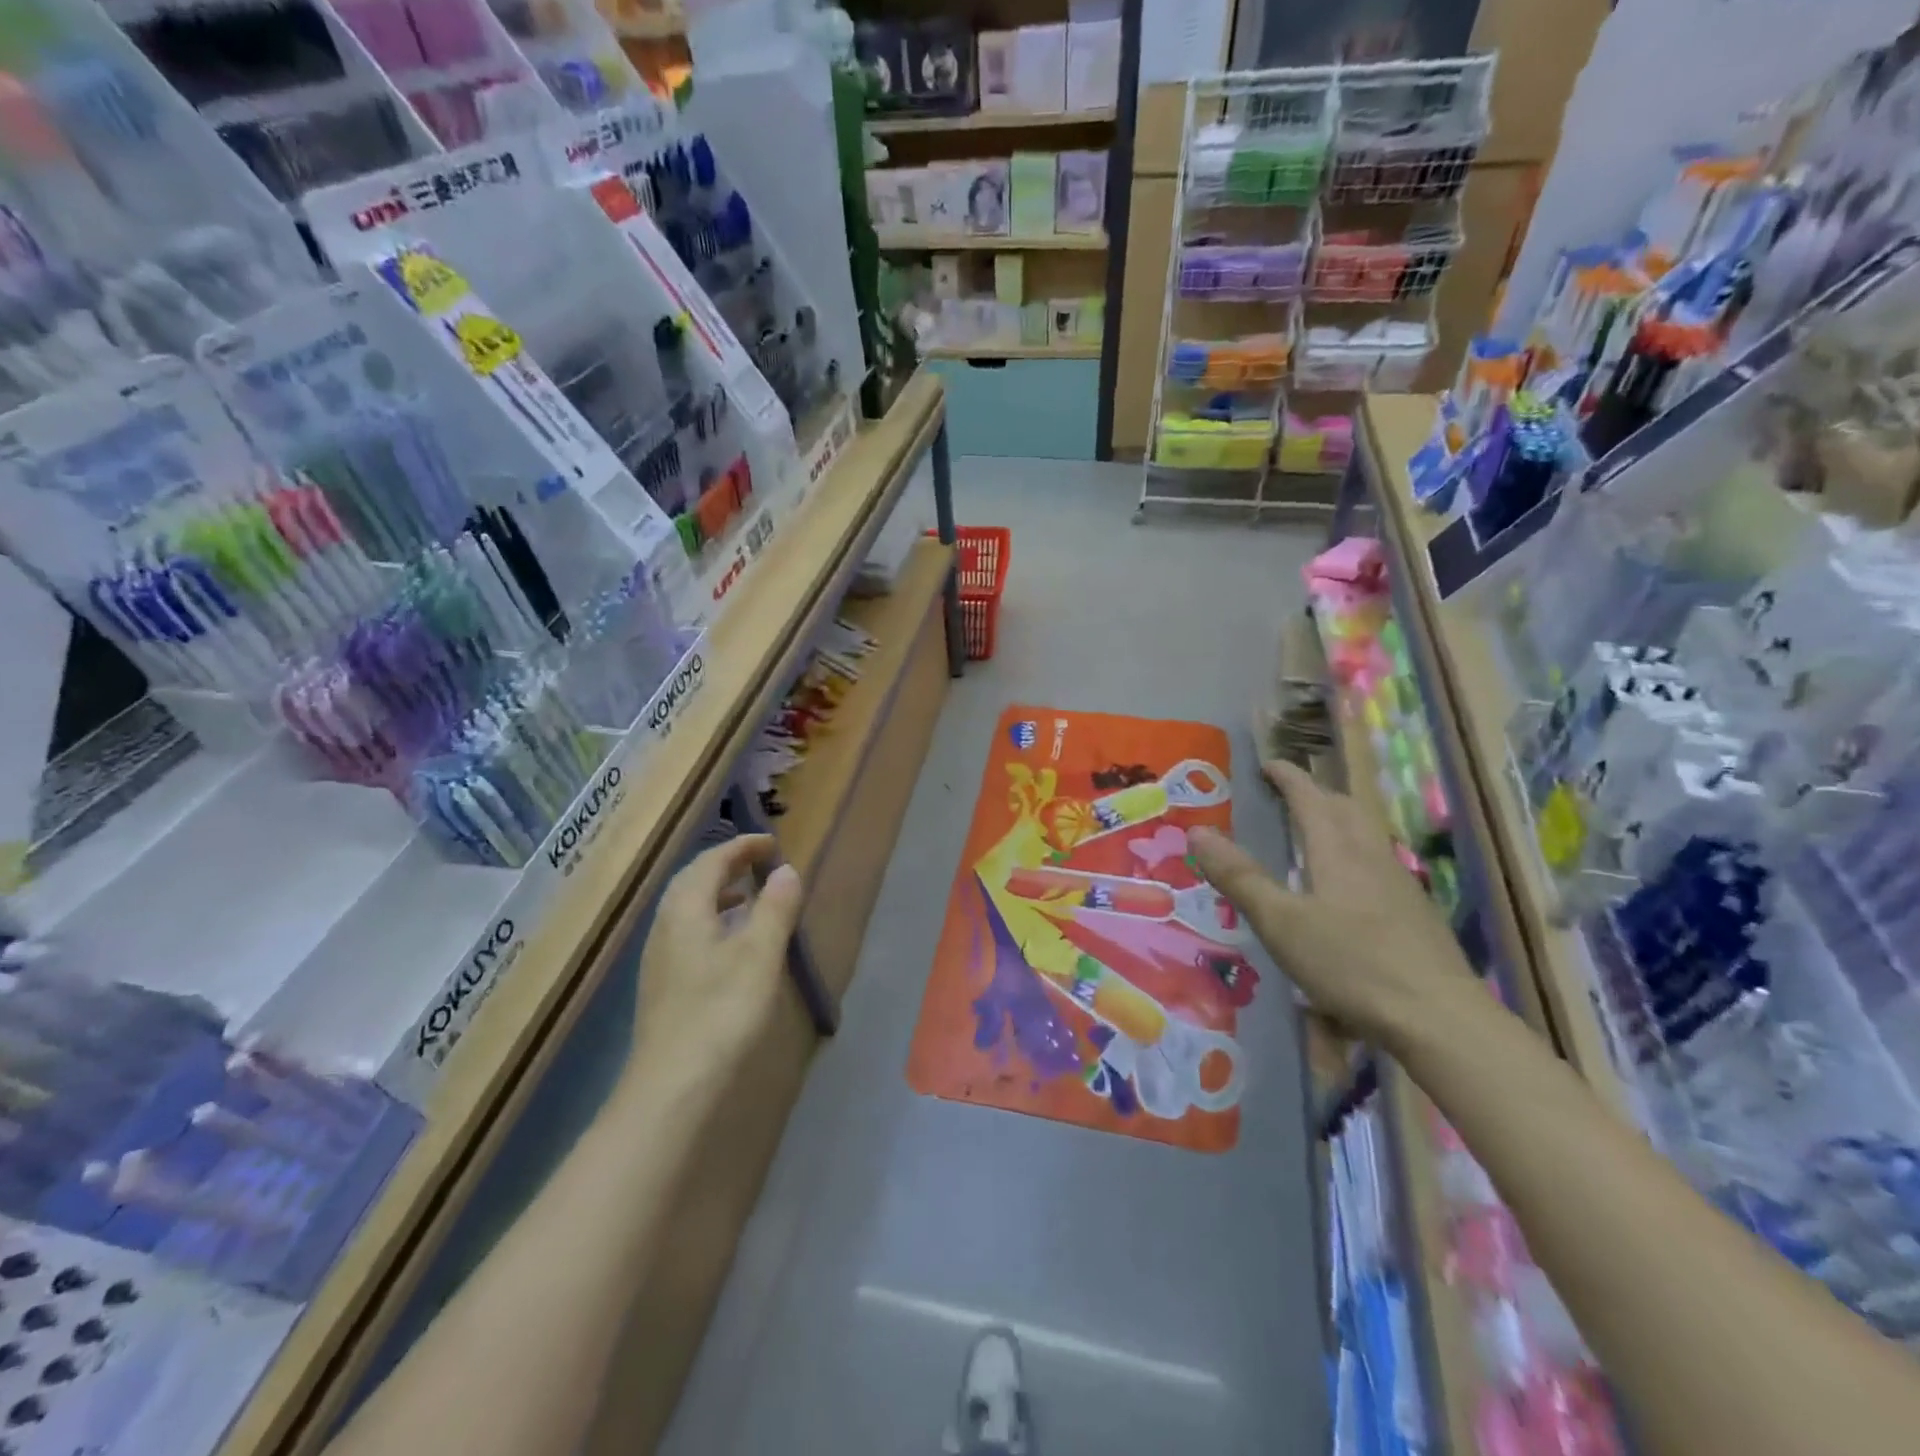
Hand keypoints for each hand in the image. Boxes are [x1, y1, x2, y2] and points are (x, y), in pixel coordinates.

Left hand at [631, 835, 803, 1095]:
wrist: (672, 1085)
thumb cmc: (721, 1011)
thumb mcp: (760, 954)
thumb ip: (775, 908)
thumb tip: (786, 871)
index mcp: (686, 909)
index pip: (711, 860)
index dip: (742, 846)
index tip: (772, 843)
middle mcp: (666, 925)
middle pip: (693, 880)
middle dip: (728, 864)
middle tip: (762, 863)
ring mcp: (660, 957)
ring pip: (689, 908)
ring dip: (720, 893)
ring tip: (752, 897)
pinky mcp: (664, 984)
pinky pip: (690, 932)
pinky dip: (715, 921)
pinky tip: (734, 944)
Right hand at [1188, 761, 1473, 1054]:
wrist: (1440, 1018)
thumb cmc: (1351, 964)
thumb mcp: (1280, 923)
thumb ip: (1240, 877)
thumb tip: (1198, 832)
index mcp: (1337, 851)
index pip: (1310, 797)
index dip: (1288, 777)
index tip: (1267, 764)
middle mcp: (1371, 857)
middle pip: (1346, 809)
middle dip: (1316, 794)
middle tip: (1289, 796)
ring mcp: (1400, 885)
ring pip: (1367, 835)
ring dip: (1339, 822)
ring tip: (1316, 835)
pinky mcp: (1416, 913)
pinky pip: (1379, 864)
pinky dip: (1355, 855)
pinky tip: (1349, 888)